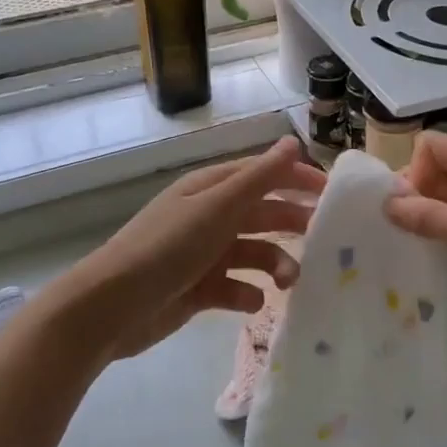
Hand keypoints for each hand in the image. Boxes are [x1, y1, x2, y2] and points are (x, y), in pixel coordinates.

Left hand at [54, 137, 324, 363]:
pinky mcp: (199, 289)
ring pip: (254, 254)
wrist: (114, 305)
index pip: (263, 174)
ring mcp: (204, 254)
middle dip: (292, 224)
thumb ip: (259, 177)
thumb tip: (292, 141)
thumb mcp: (217, 207)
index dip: (297, 179)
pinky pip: (236, 288)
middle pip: (262, 214)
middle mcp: (209, 217)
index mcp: (211, 189)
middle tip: (325, 241)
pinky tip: (250, 302)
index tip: (333, 194)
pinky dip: (248, 294)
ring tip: (288, 282)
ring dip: (276, 265)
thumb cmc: (168, 247)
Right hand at [385, 132, 446, 337]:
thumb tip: (386, 201)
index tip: (408, 211)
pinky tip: (445, 256)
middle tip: (407, 234)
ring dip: (432, 216)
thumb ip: (429, 217)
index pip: (431, 145)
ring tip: (420, 248)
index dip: (412, 171)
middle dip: (417, 195)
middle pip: (438, 168)